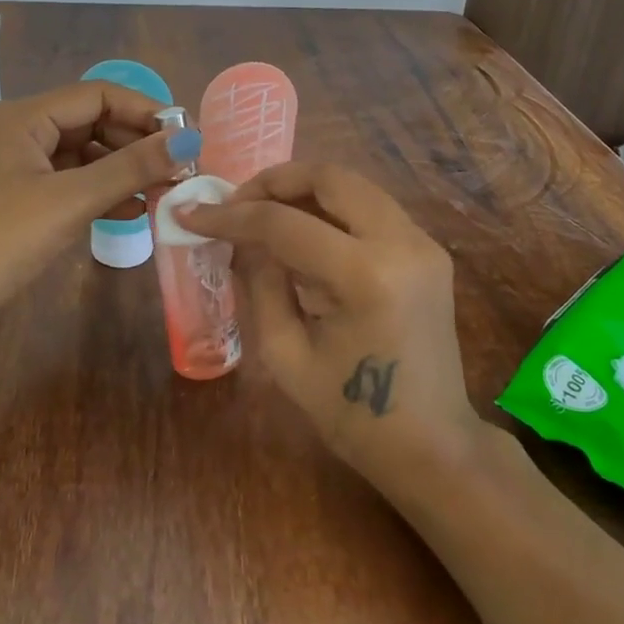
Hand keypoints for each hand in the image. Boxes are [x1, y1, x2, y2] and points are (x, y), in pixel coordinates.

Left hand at [0, 81, 194, 337]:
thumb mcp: (70, 200)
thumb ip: (131, 168)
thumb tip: (188, 140)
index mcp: (25, 117)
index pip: (99, 95)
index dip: (145, 112)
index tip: (186, 138)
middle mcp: (22, 133)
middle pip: (93, 123)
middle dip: (137, 144)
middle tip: (180, 171)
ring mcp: (20, 170)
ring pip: (85, 157)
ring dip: (124, 171)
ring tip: (166, 192)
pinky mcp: (22, 203)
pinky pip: (73, 185)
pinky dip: (103, 194)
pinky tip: (135, 211)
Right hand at [175, 161, 484, 482]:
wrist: (432, 445)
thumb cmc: (352, 416)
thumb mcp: (286, 355)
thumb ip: (261, 284)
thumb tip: (242, 239)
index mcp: (365, 277)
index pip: (285, 224)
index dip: (231, 216)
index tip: (191, 214)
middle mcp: (402, 244)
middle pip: (330, 178)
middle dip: (274, 181)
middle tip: (235, 202)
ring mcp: (423, 243)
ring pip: (354, 185)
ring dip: (304, 190)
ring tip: (263, 213)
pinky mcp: (429, 251)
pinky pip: (372, 208)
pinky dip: (332, 208)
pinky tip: (303, 232)